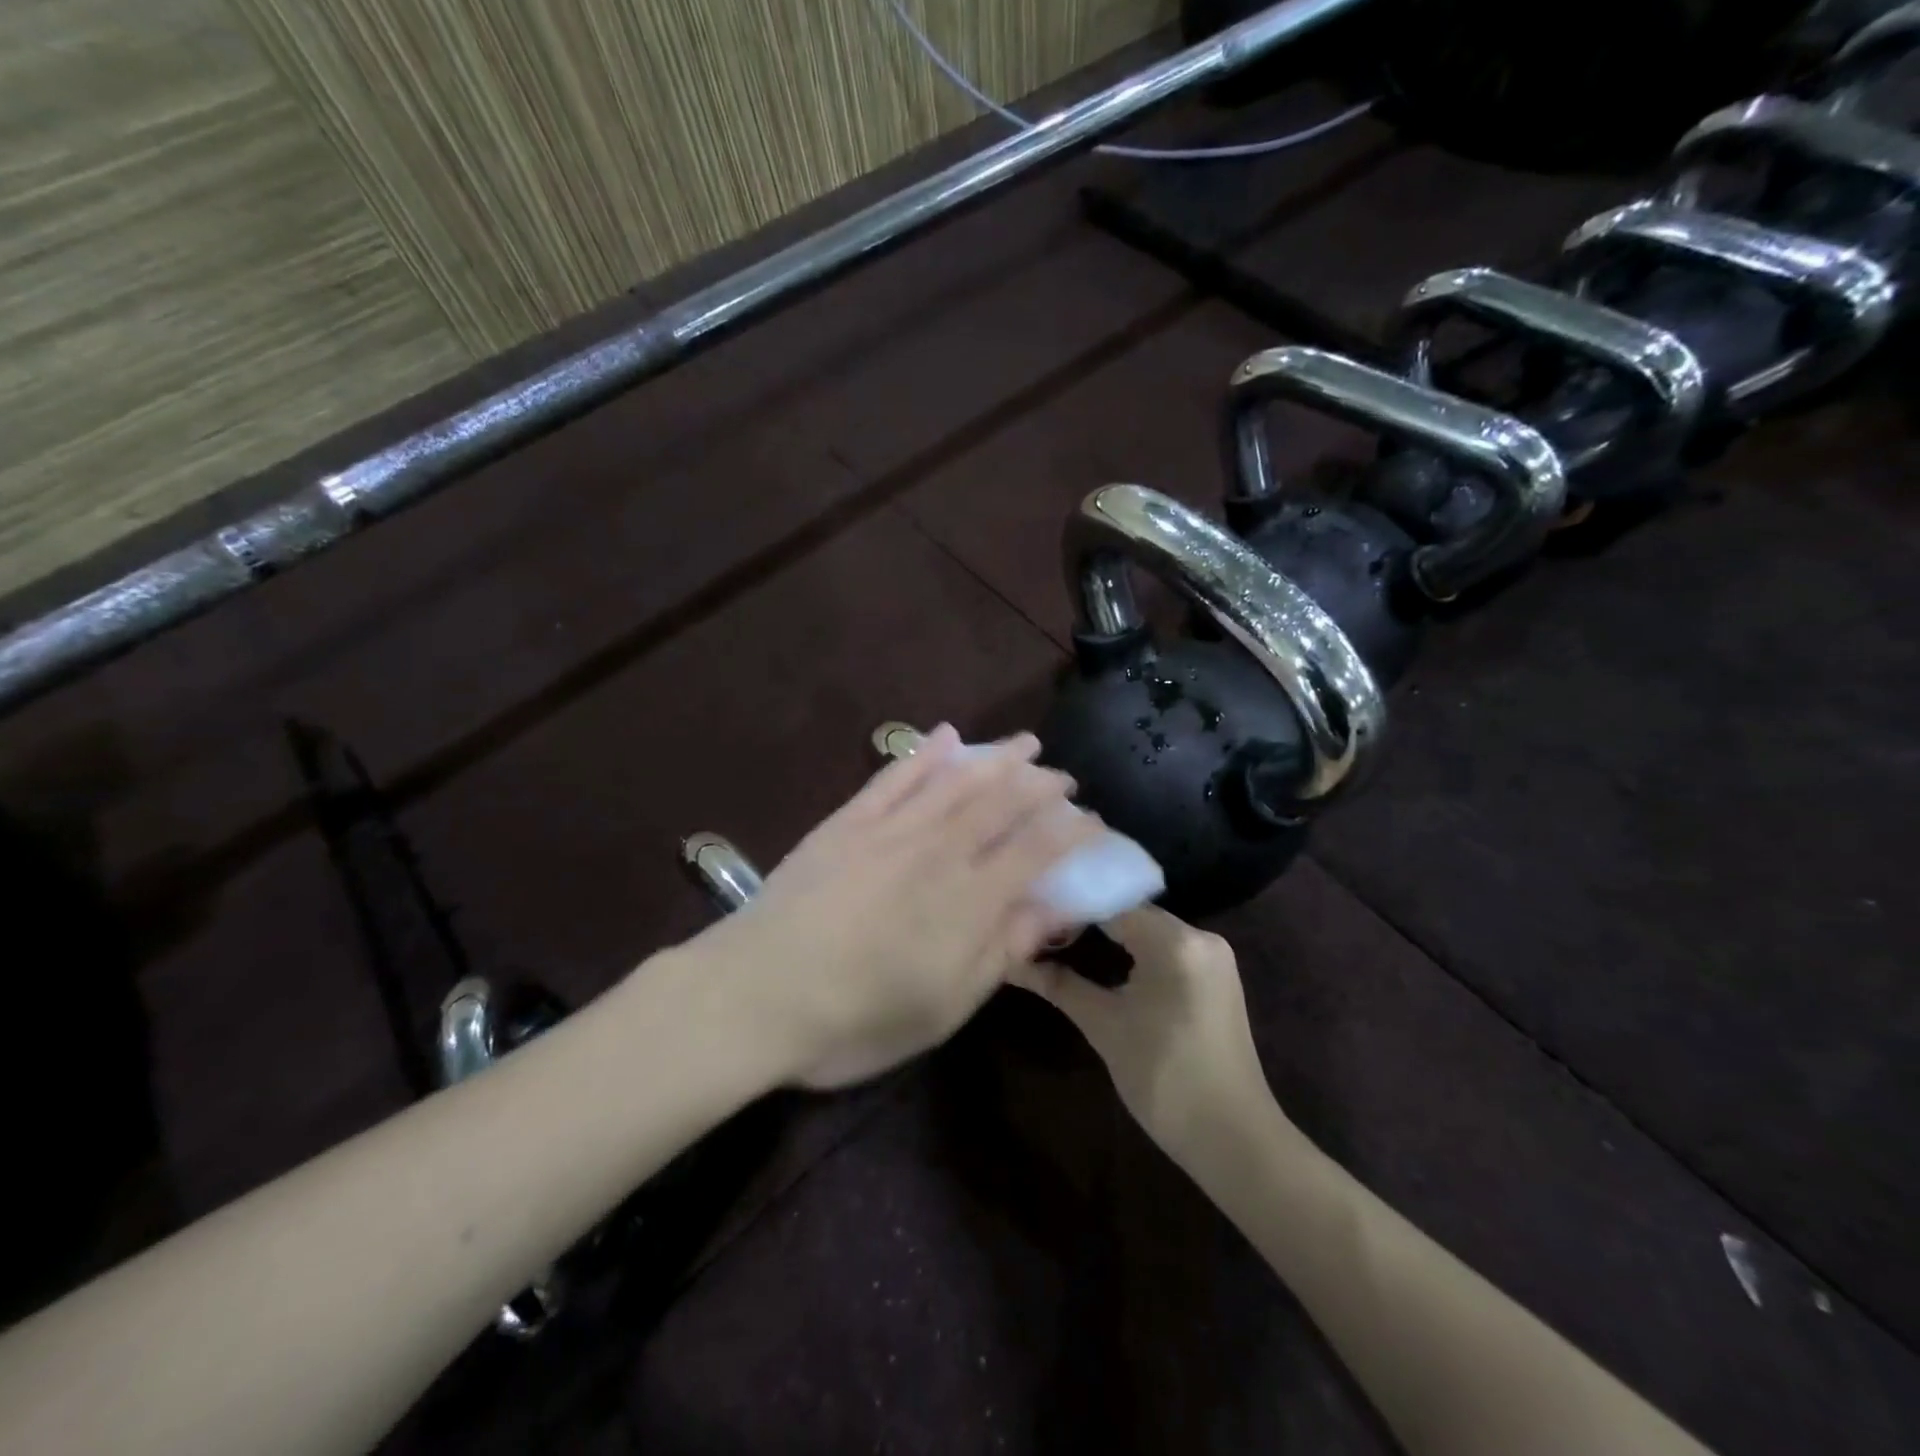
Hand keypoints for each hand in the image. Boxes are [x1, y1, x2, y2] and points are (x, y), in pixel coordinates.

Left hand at [689, 725, 1102, 1088]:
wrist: (755, 993)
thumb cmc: (856, 1019)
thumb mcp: (944, 1007)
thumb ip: (1002, 951)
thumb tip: (1053, 910)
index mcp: (969, 900)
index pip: (1036, 852)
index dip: (1071, 833)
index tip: (1093, 822)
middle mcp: (938, 851)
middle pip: (1001, 804)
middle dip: (1039, 786)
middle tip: (1062, 776)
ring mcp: (890, 830)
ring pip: (956, 781)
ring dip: (995, 759)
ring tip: (1024, 743)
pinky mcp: (848, 823)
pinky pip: (894, 778)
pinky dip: (924, 755)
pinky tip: (946, 737)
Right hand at [1010, 908, 1275, 1161]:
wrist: (1233, 1139)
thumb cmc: (1164, 1079)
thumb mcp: (1104, 1027)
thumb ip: (1060, 986)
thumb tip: (1014, 962)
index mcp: (1176, 942)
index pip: (1111, 904)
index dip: (1069, 908)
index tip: (1030, 915)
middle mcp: (1200, 936)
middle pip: (1131, 913)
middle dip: (1086, 919)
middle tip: (1040, 926)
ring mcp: (1213, 957)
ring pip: (1148, 929)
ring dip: (1109, 933)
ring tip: (1061, 938)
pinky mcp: (1216, 978)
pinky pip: (1166, 948)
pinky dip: (1134, 949)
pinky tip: (1103, 957)